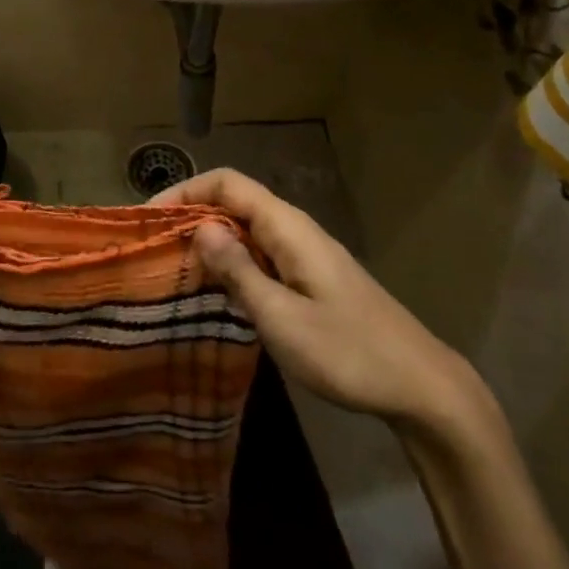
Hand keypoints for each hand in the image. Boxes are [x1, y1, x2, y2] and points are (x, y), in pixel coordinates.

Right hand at [152, 169, 495, 440]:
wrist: (420, 385)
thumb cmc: (348, 352)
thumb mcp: (282, 318)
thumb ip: (238, 271)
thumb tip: (199, 228)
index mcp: (287, 227)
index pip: (227, 183)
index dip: (184, 191)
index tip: (148, 220)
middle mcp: (295, 229)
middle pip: (234, 201)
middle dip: (191, 214)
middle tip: (152, 247)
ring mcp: (306, 252)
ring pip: (246, 228)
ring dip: (209, 238)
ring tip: (173, 267)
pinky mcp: (311, 276)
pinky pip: (261, 252)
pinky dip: (231, 259)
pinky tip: (216, 289)